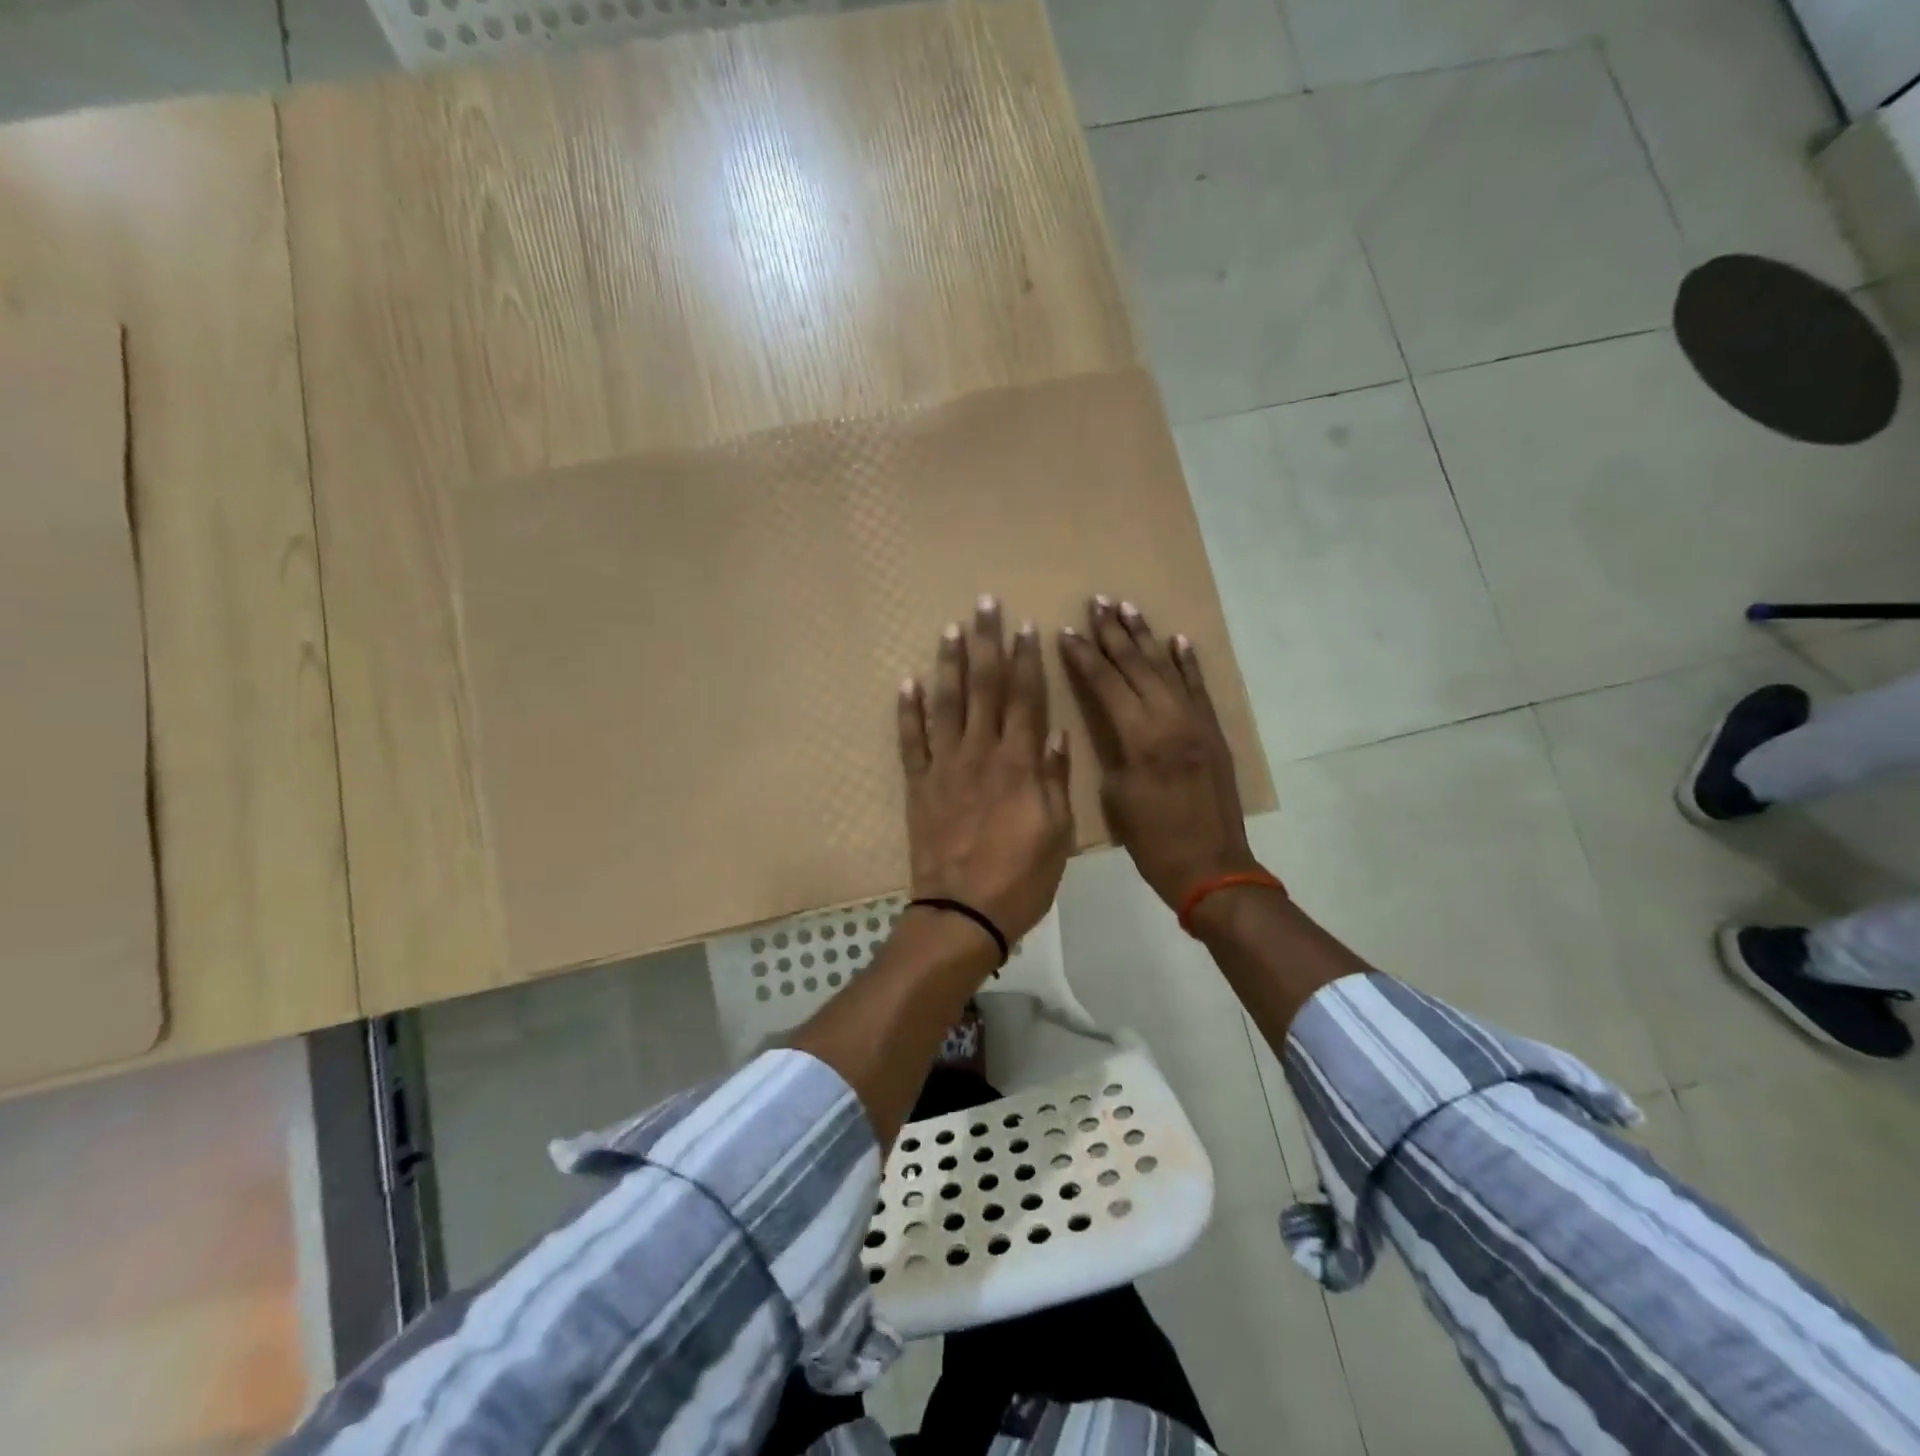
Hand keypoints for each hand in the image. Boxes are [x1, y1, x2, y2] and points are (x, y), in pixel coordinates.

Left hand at [898, 596, 1073, 946]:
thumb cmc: (1021, 877)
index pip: (1026, 698)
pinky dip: (907, 711)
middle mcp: (981, 753)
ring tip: (951, 630)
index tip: (1026, 626)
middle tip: (985, 605)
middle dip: (987, 644)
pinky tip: (907, 683)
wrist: (963, 913)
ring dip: (949, 664)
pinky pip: (911, 741)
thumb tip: (1056, 734)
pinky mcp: (919, 785)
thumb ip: (1055, 780)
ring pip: (946, 704)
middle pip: (985, 688)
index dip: (1027, 659)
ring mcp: (945, 767)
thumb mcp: (1057, 833)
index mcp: (1020, 763)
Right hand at [1057, 596, 1259, 909]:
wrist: (1212, 867)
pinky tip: (1178, 640)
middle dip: (1114, 633)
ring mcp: (1197, 723)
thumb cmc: (1153, 841)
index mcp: (1140, 738)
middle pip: (1137, 665)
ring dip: (1147, 637)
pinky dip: (1188, 663)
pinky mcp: (1214, 732)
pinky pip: (1199, 688)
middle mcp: (1170, 719)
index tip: (1067, 631)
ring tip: (1129, 607)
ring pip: (1167, 669)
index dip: (1085, 656)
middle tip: (1098, 601)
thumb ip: (1115, 750)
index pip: (1107, 683)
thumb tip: (1114, 724)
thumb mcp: (1117, 796)